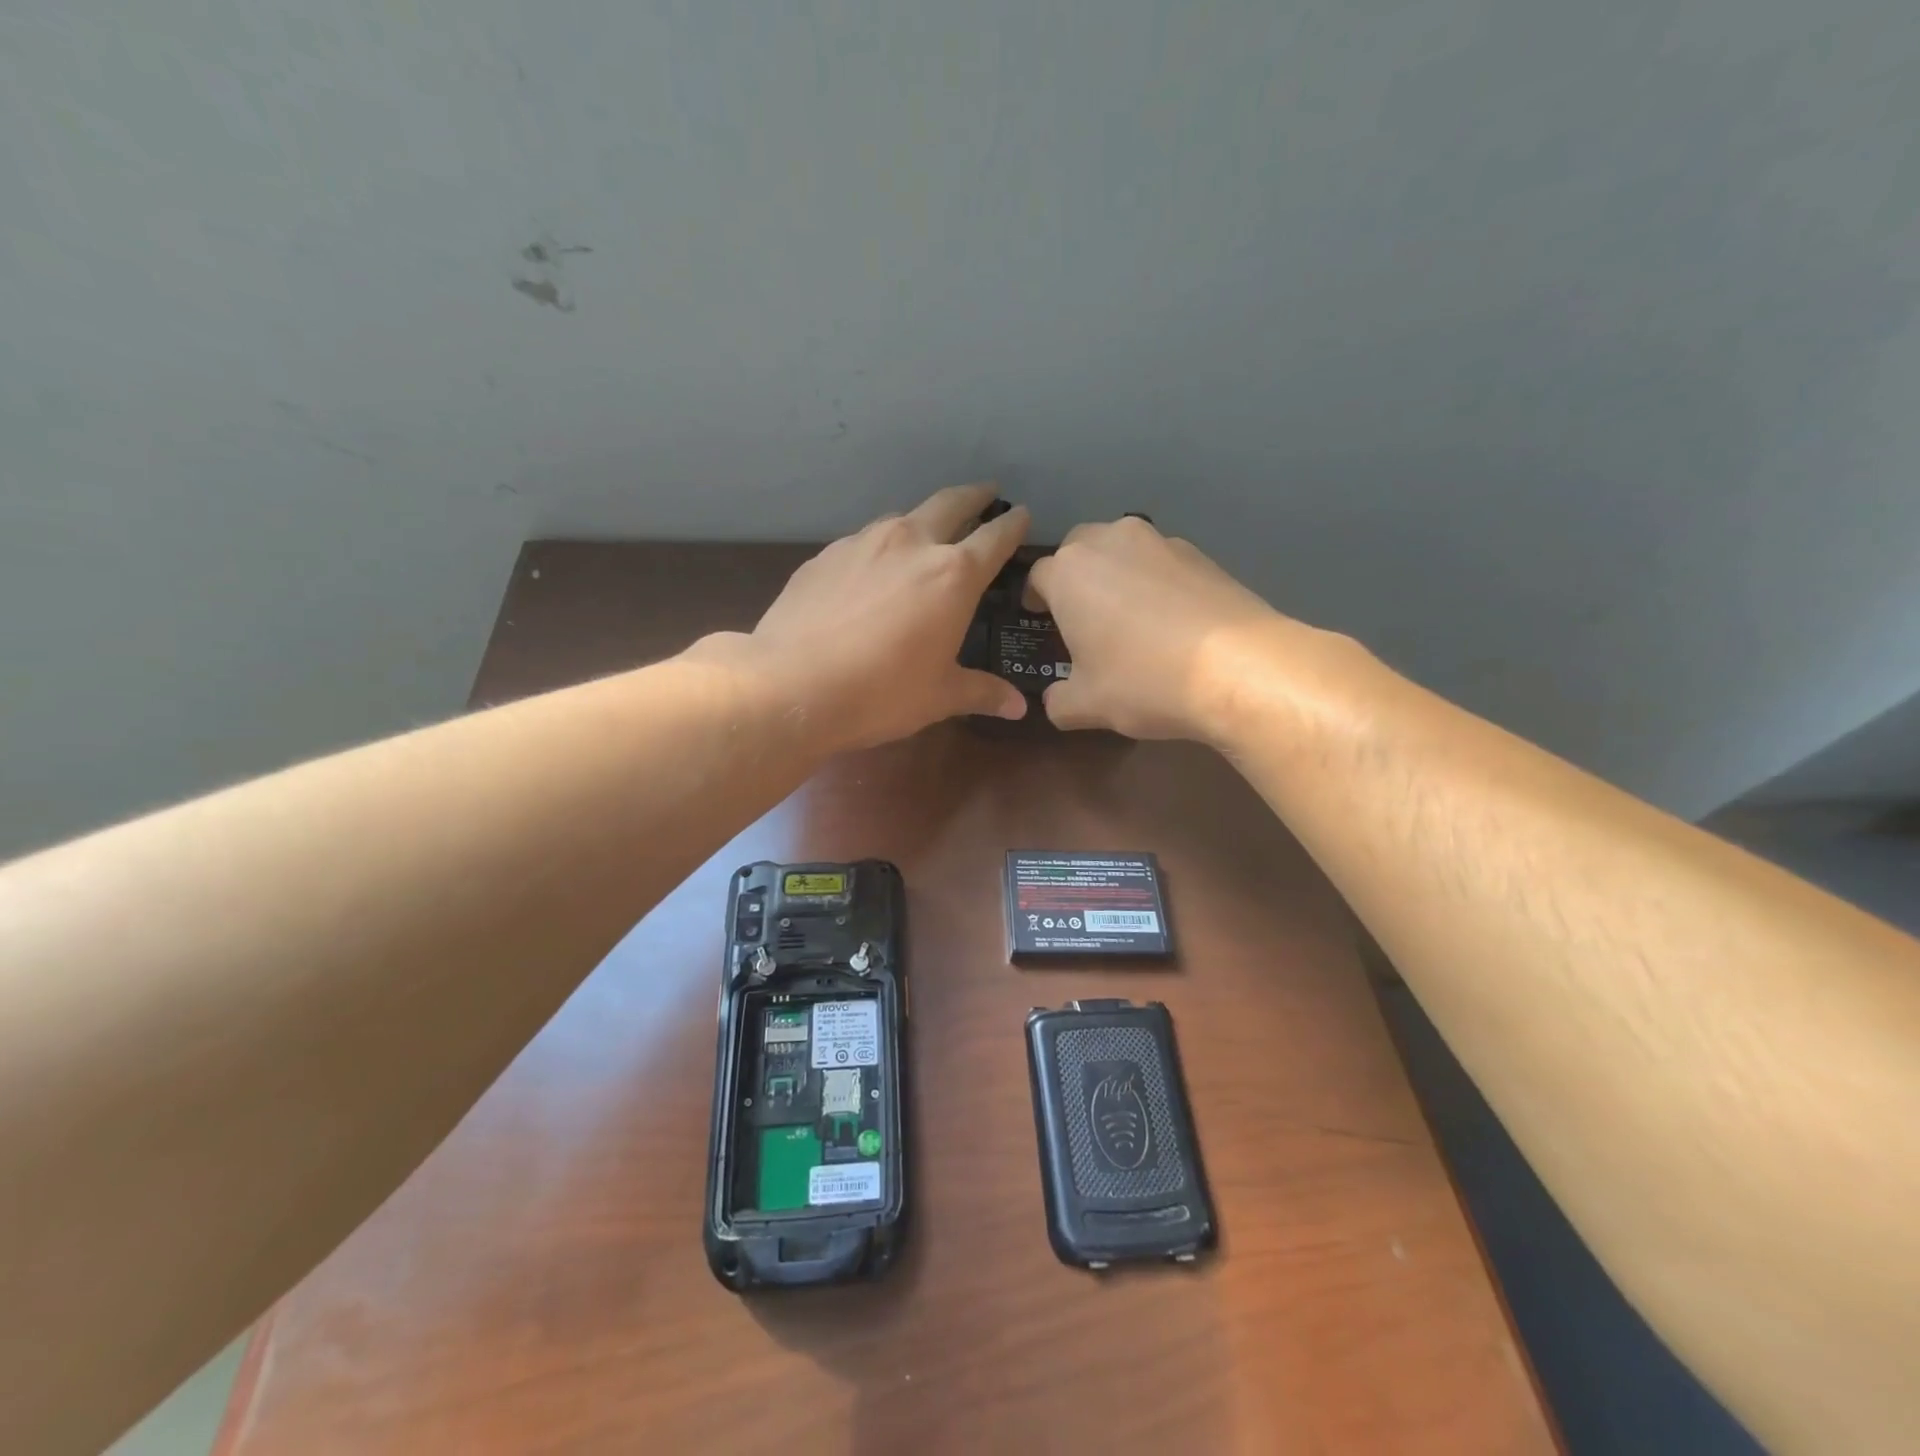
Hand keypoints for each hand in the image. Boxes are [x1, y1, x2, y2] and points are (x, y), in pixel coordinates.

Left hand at [703, 484, 1030, 752]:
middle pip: (950, 504)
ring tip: (926, 533)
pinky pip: (863, 542)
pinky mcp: (825, 555)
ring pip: (903, 518)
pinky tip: (871, 570)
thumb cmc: (881, 692)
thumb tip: (1018, 707)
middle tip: (986, 494)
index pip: (994, 537)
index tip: (1021, 514)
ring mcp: (863, 543)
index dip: (1012, 525)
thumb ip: (982, 692)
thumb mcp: (939, 697)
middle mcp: (911, 543)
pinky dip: (879, 547)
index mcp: (952, 575)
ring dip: (923, 519)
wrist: (791, 684)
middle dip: (973, 497)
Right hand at [1025, 517, 1299, 742]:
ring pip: (1122, 550)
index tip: (1041, 620)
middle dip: (1074, 576)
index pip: (1037, 576)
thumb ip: (1058, 701)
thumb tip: (1054, 700)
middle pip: (1079, 550)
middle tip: (1082, 615)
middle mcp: (1109, 542)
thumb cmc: (1143, 680)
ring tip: (1129, 617)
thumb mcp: (1086, 705)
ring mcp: (1160, 541)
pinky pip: (1161, 562)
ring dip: (1116, 574)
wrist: (1238, 667)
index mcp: (1069, 572)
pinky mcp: (1200, 552)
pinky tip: (1170, 620)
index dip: (1035, 599)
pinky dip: (1156, 582)